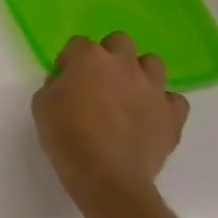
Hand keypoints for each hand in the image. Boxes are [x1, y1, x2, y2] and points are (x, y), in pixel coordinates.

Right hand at [32, 32, 188, 217]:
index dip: (70, 60)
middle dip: (110, 54)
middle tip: (99, 79)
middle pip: (120, 41)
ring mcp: (152, 90)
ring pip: (154, 63)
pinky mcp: (172, 117)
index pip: (78, 44)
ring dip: (140, 73)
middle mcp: (124, 65)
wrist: (106, 176)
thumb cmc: (66, 135)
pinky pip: (175, 100)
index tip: (65, 79)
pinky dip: (164, 104)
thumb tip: (67, 84)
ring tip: (129, 94)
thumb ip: (55, 85)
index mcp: (89, 57)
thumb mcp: (42, 103)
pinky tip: (151, 116)